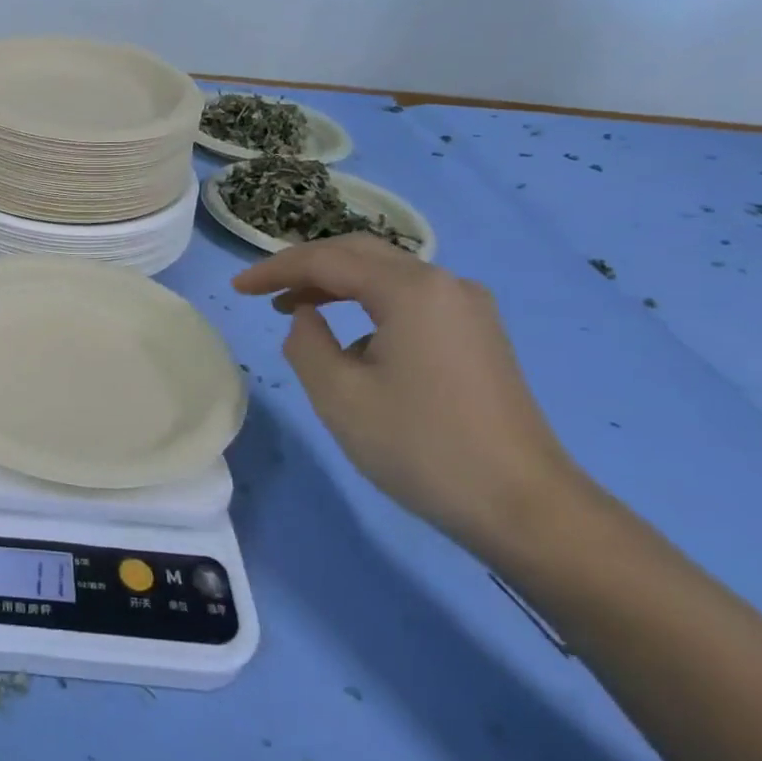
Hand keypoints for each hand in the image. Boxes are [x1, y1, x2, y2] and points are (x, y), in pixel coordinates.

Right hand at [233, 234, 581, 554]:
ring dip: (336, 284)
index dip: (274, 270)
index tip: (237, 288)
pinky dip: (367, 304)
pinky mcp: (477, 334)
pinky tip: (350, 341)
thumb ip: (305, 342)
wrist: (524, 506)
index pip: (326, 261)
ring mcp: (468, 308)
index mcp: (411, 289)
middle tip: (263, 290)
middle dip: (305, 267)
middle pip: (359, 254)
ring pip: (386, 275)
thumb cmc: (421, 447)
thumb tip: (306, 316)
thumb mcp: (338, 395)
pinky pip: (410, 299)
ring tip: (295, 309)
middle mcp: (444, 284)